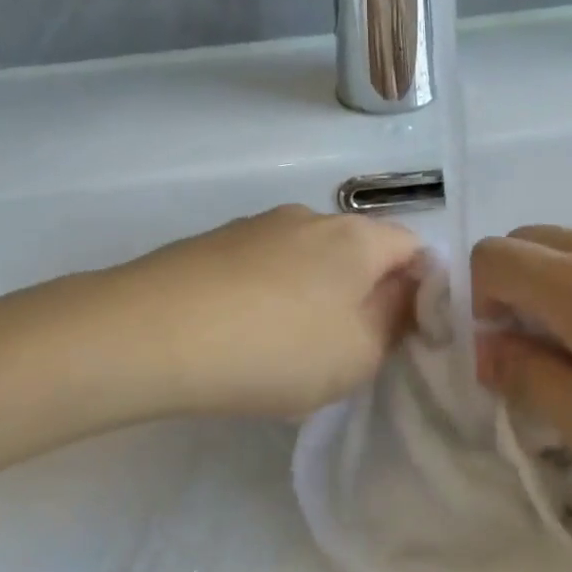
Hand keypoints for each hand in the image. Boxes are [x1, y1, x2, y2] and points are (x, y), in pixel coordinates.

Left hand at [108, 205, 423, 419]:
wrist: (151, 333)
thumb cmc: (276, 348)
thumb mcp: (359, 353)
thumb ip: (397, 319)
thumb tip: (404, 290)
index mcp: (357, 237)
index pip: (414, 248)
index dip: (419, 290)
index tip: (400, 335)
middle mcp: (310, 217)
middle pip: (358, 253)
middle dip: (363, 297)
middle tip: (345, 351)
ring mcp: (257, 226)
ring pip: (308, 262)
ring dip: (313, 298)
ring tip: (285, 351)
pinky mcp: (214, 243)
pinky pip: (263, 269)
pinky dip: (269, 298)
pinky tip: (242, 338)